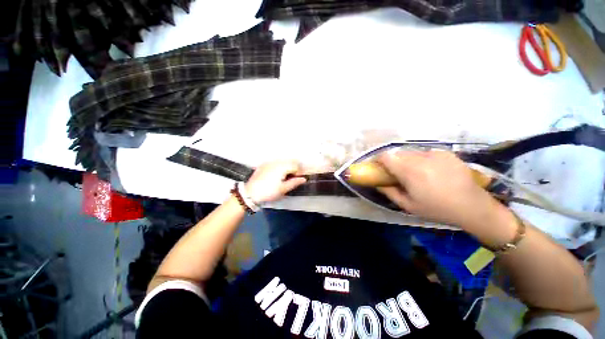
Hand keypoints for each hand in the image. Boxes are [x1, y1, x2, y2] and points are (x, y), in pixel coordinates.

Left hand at [245, 161, 306, 203]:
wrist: (250, 194)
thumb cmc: (268, 192)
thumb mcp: (283, 189)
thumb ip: (294, 182)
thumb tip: (303, 179)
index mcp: (282, 167)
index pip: (296, 165)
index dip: (299, 172)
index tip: (298, 179)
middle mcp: (276, 162)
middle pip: (290, 161)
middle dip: (294, 168)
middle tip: (293, 178)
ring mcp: (269, 162)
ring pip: (283, 161)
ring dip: (287, 167)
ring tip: (285, 177)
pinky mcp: (264, 165)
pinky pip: (275, 163)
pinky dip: (280, 167)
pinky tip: (277, 175)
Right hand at [376, 150, 496, 225]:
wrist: (472, 206)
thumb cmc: (437, 209)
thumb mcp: (408, 206)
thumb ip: (389, 192)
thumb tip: (376, 183)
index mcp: (410, 172)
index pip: (386, 156)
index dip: (378, 160)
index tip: (377, 167)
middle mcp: (421, 158)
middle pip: (397, 153)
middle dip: (392, 162)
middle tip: (395, 173)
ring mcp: (435, 154)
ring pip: (410, 152)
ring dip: (406, 160)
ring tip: (414, 173)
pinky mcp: (445, 153)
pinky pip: (424, 153)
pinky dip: (420, 159)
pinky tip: (430, 171)